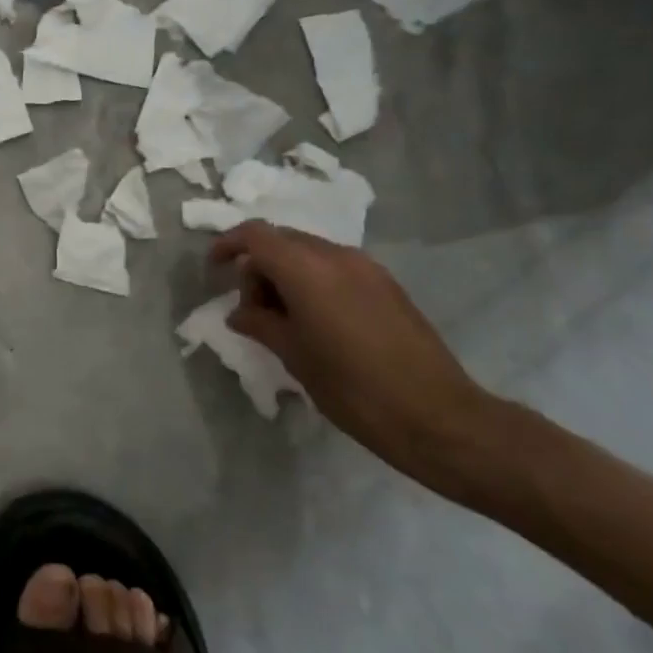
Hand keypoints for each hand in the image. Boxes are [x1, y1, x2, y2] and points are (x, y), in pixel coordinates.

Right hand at [210, 222, 498, 496]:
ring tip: (284, 320)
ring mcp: (366, 268)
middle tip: (252, 310)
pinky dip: (313, 282)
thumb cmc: (353, 388)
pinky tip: (317, 322)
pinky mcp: (386, 285)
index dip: (228, 245)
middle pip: (282, 241)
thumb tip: (239, 313)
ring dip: (286, 275)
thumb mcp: (294, 356)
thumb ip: (260, 323)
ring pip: (309, 253)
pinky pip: (335, 268)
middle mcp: (336, 256)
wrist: (438, 417)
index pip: (256, 235)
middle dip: (258, 266)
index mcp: (307, 269)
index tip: (214, 270)